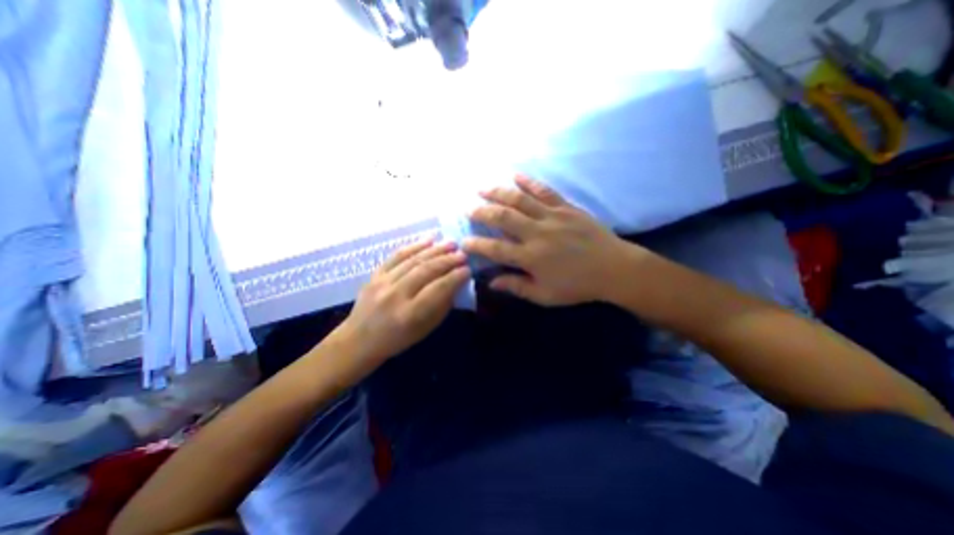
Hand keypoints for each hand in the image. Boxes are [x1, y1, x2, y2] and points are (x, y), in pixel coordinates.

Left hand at [332, 241, 471, 373]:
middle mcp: (395, 295)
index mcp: (410, 314)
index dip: (455, 277)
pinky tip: (428, 239)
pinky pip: (396, 256)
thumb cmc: (397, 339)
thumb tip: (455, 284)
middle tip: (463, 254)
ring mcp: (382, 282)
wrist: (359, 340)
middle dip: (448, 260)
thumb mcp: (425, 330)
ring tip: (450, 243)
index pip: (438, 288)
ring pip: (413, 260)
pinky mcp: (374, 274)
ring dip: (435, 250)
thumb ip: (441, 306)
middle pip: (426, 270)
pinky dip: (414, 246)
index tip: (468, 269)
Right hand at [460, 175, 630, 304]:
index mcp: (531, 257)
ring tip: (482, 188)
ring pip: (520, 199)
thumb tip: (491, 282)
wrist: (614, 269)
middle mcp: (537, 233)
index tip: (464, 241)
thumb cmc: (578, 286)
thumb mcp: (545, 295)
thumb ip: (517, 287)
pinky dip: (529, 182)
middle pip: (503, 217)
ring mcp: (552, 217)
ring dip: (498, 192)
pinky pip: (544, 191)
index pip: (495, 248)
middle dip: (482, 211)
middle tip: (469, 208)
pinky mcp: (566, 207)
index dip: (477, 244)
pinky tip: (515, 176)